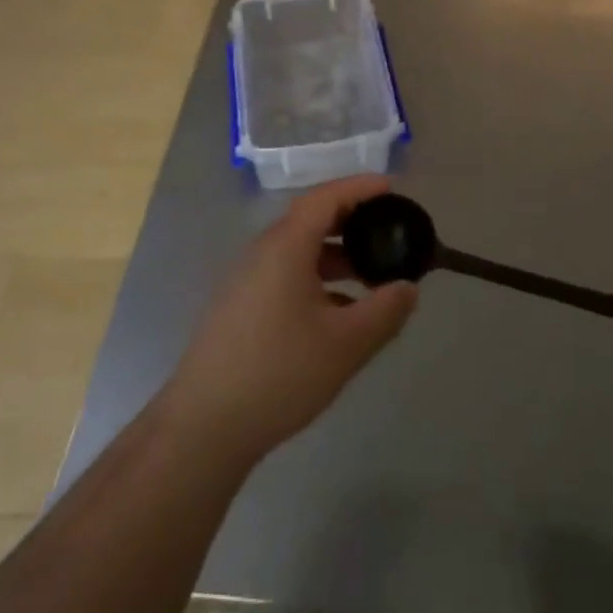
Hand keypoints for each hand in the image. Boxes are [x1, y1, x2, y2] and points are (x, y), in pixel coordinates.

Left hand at [164, 176, 418, 465]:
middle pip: (311, 219)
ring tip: (371, 276)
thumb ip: (385, 311)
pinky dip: (317, 278)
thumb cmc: (280, 373)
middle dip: (352, 221)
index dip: (360, 187)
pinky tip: (338, 312)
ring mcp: (246, 279)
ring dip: (336, 255)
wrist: (204, 425)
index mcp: (286, 245)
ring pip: (299, 250)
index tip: (392, 188)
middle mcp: (263, 251)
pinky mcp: (240, 305)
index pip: (326, 197)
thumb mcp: (346, 344)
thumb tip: (408, 288)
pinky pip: (285, 274)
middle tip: (388, 231)